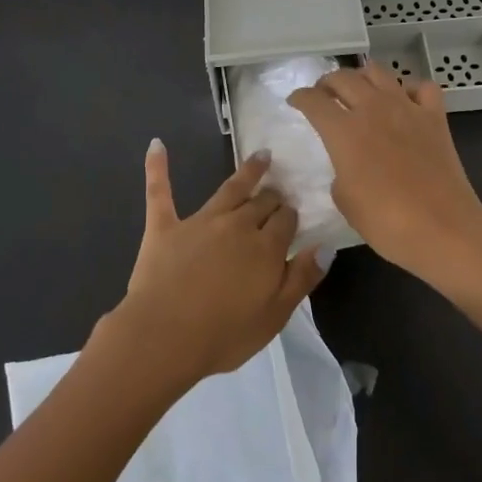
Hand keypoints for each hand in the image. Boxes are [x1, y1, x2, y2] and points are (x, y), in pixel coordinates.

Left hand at [102, 140, 325, 387]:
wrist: (164, 337)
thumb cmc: (224, 334)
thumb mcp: (275, 316)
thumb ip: (302, 278)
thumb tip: (326, 246)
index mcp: (266, 247)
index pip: (286, 220)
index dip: (291, 216)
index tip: (293, 215)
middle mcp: (237, 224)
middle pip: (262, 202)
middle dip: (273, 195)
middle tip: (278, 191)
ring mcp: (200, 221)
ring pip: (229, 189)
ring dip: (247, 171)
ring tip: (261, 156)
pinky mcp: (165, 226)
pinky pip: (160, 191)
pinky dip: (157, 167)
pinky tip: (156, 145)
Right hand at [290, 63, 481, 286]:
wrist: (444, 229)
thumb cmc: (387, 222)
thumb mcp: (345, 201)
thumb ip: (340, 172)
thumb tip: (348, 163)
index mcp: (344, 131)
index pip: (313, 101)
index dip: (300, 98)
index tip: (295, 101)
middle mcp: (373, 108)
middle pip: (343, 78)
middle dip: (327, 83)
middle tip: (323, 94)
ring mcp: (407, 108)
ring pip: (378, 72)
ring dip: (362, 77)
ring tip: (359, 90)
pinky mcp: (435, 116)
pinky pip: (421, 87)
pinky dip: (408, 88)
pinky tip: (404, 101)